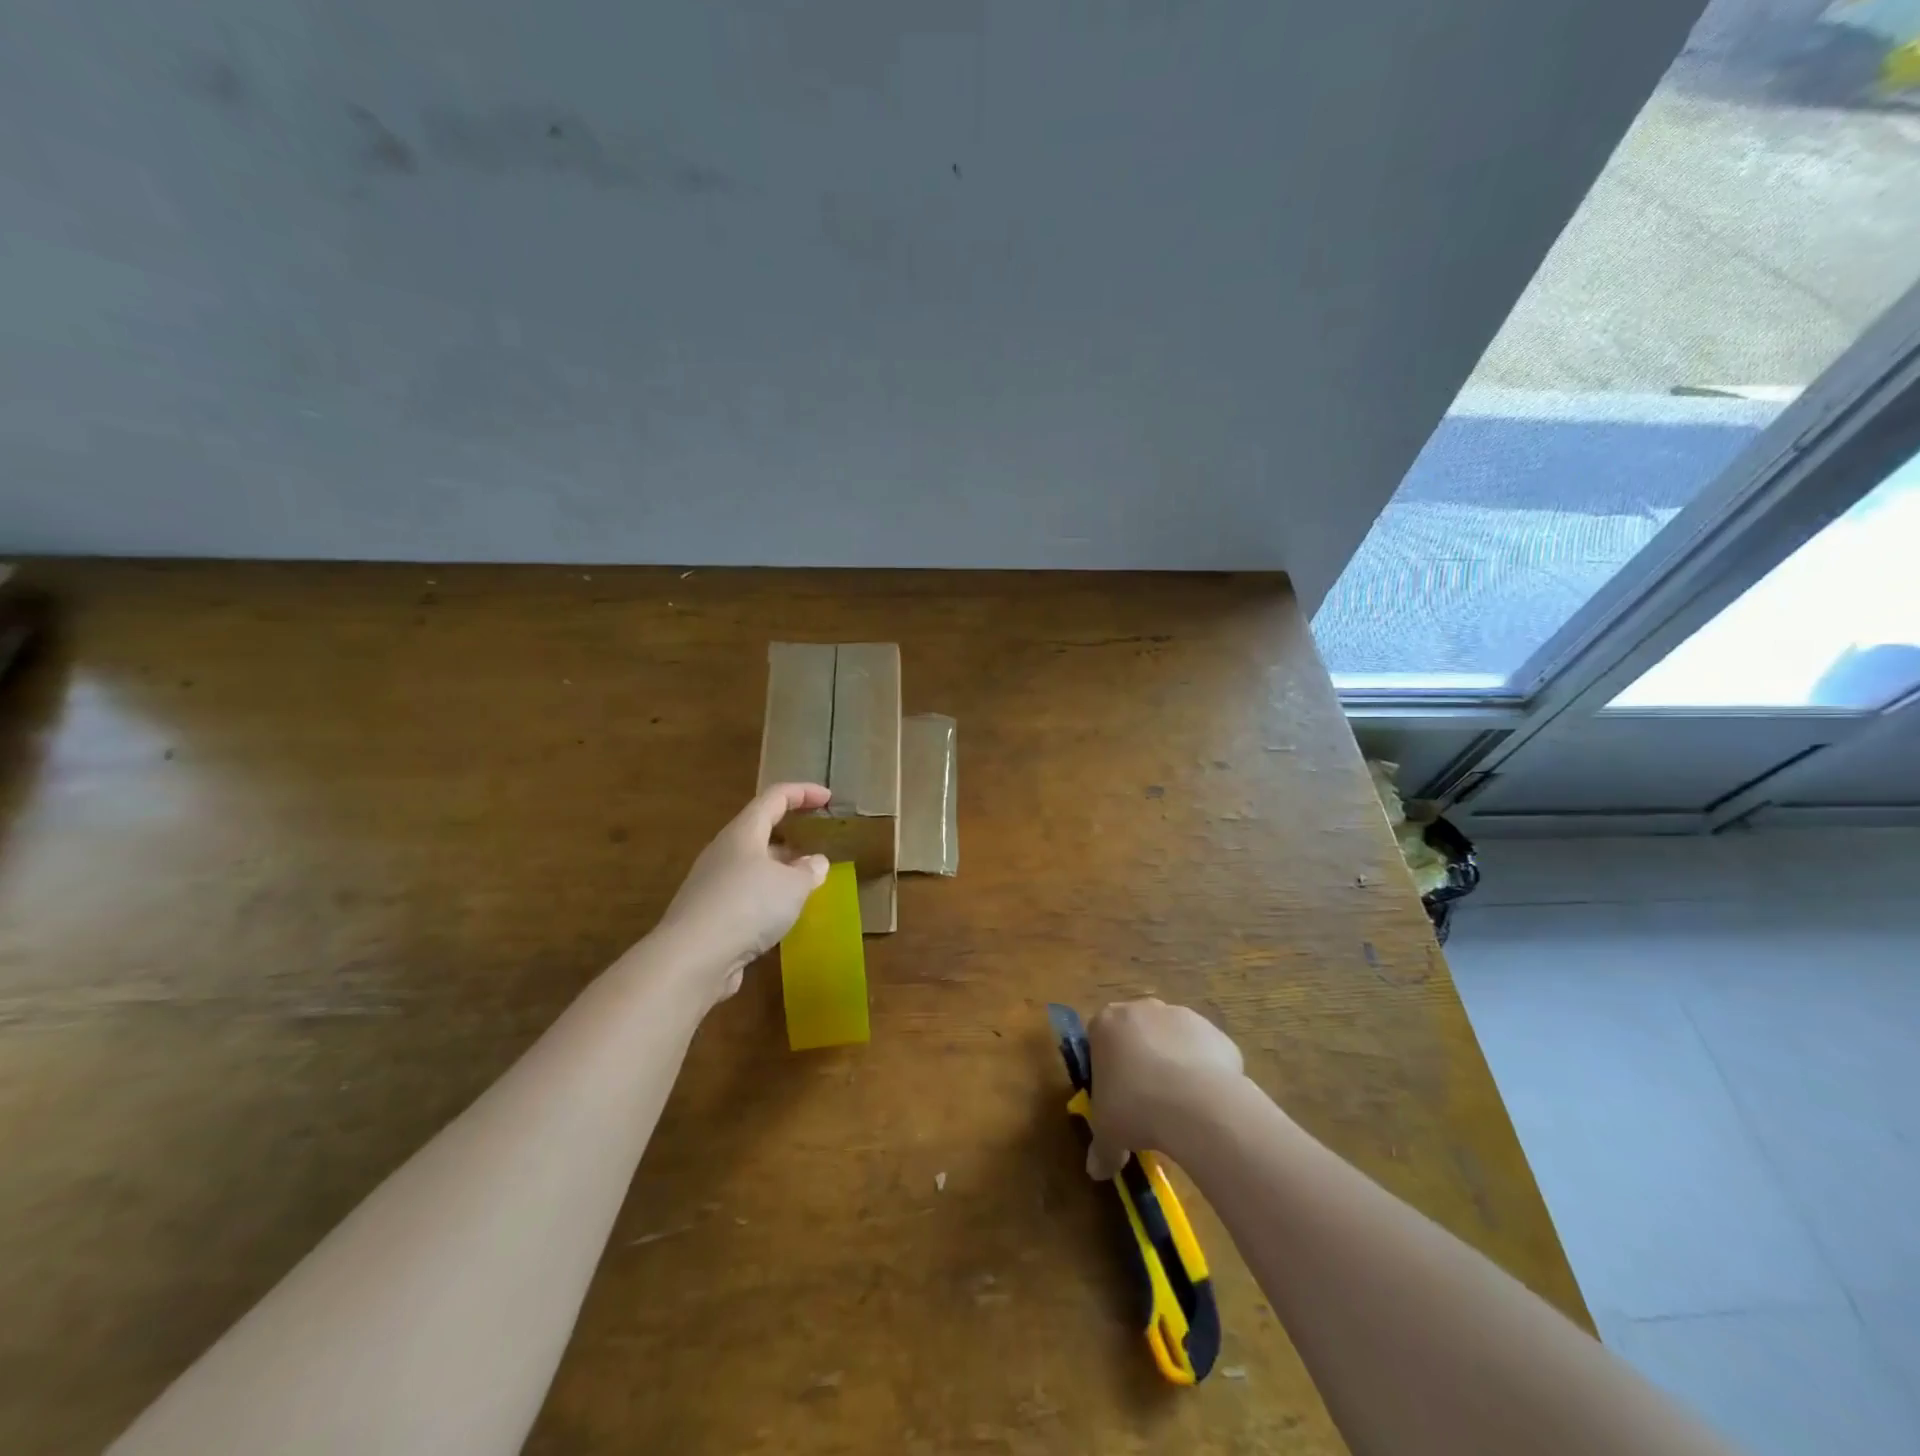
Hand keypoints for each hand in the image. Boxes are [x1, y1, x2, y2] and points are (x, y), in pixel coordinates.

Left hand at [654, 784, 831, 1004]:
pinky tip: (781, 915)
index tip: (828, 797)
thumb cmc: (748, 906)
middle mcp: (724, 851)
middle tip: (816, 842)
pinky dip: (766, 897)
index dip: (803, 792)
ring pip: (752, 865)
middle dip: (790, 833)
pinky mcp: (708, 914)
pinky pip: (744, 894)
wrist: (692, 958)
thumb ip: (809, 871)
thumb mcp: (793, 886)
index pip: (775, 798)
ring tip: (806, 882)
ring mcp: (712, 883)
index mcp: (744, 832)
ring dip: (780, 869)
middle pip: (759, 830)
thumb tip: (816, 862)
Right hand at [1085, 998, 1245, 1180]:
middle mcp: (1142, 1009)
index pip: (1099, 1038)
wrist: (1195, 1103)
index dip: (1106, 1067)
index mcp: (1106, 1024)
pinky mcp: (1214, 1032)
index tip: (1114, 1095)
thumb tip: (1097, 1170)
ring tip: (1180, 1107)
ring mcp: (1181, 1015)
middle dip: (1141, 1060)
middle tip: (1145, 1100)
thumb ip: (1101, 1149)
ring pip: (1172, 1039)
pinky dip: (1204, 1072)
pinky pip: (1204, 1052)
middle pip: (1137, 1032)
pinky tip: (1206, 1104)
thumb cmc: (1134, 1108)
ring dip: (1173, 1064)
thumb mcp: (1107, 1134)